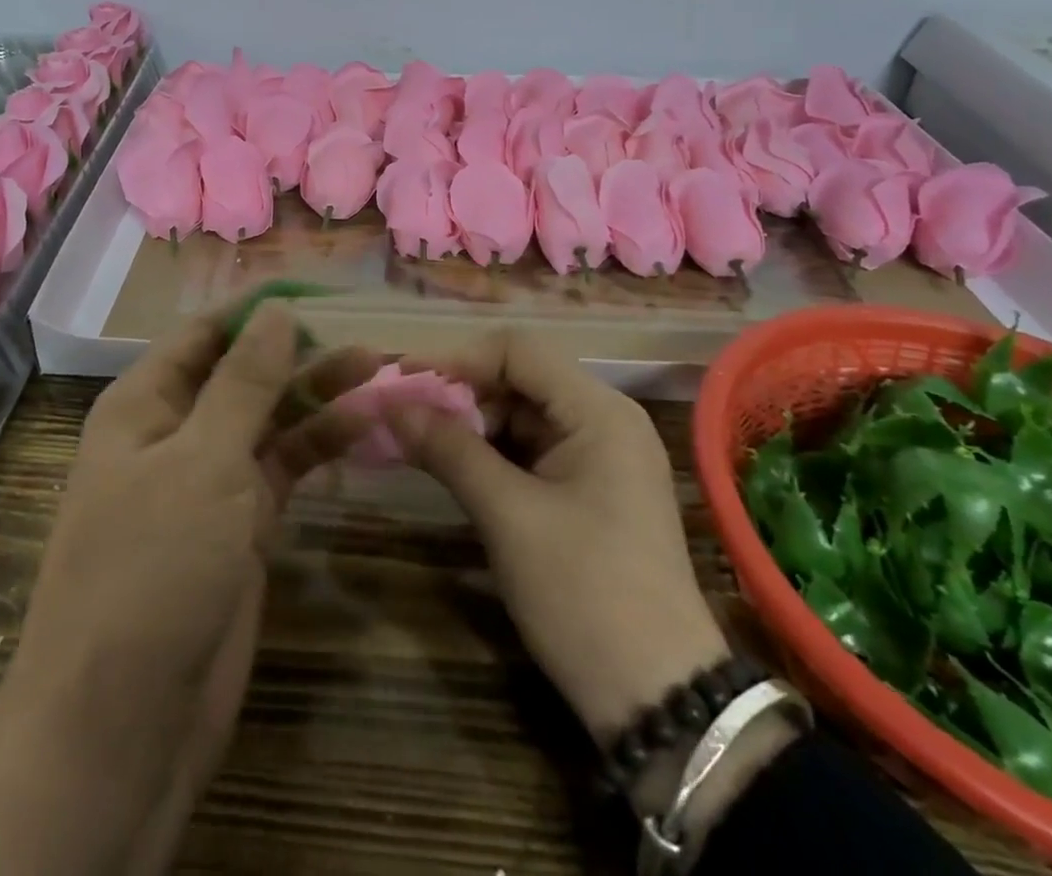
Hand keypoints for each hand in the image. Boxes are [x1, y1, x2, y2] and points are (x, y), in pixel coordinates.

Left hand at [0, 304, 377, 875]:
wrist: (123, 725)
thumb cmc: (151, 568)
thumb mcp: (201, 460)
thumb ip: (243, 383)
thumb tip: (275, 311)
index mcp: (145, 405)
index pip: (205, 333)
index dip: (257, 308)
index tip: (318, 288)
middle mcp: (176, 434)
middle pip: (244, 374)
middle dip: (299, 351)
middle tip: (364, 330)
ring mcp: (210, 482)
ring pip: (270, 420)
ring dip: (318, 394)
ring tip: (377, 367)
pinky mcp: (241, 526)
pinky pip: (284, 468)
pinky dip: (321, 444)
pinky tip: (365, 423)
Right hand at [387, 331, 729, 744]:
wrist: (660, 700)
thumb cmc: (584, 594)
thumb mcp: (507, 516)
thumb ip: (449, 449)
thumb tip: (391, 405)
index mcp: (599, 411)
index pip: (517, 352)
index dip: (457, 359)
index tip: (403, 380)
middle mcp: (605, 419)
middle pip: (519, 380)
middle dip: (460, 394)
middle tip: (404, 418)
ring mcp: (600, 456)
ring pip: (521, 416)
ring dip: (470, 425)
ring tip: (418, 443)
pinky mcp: (591, 489)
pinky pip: (532, 451)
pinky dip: (491, 454)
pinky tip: (453, 468)